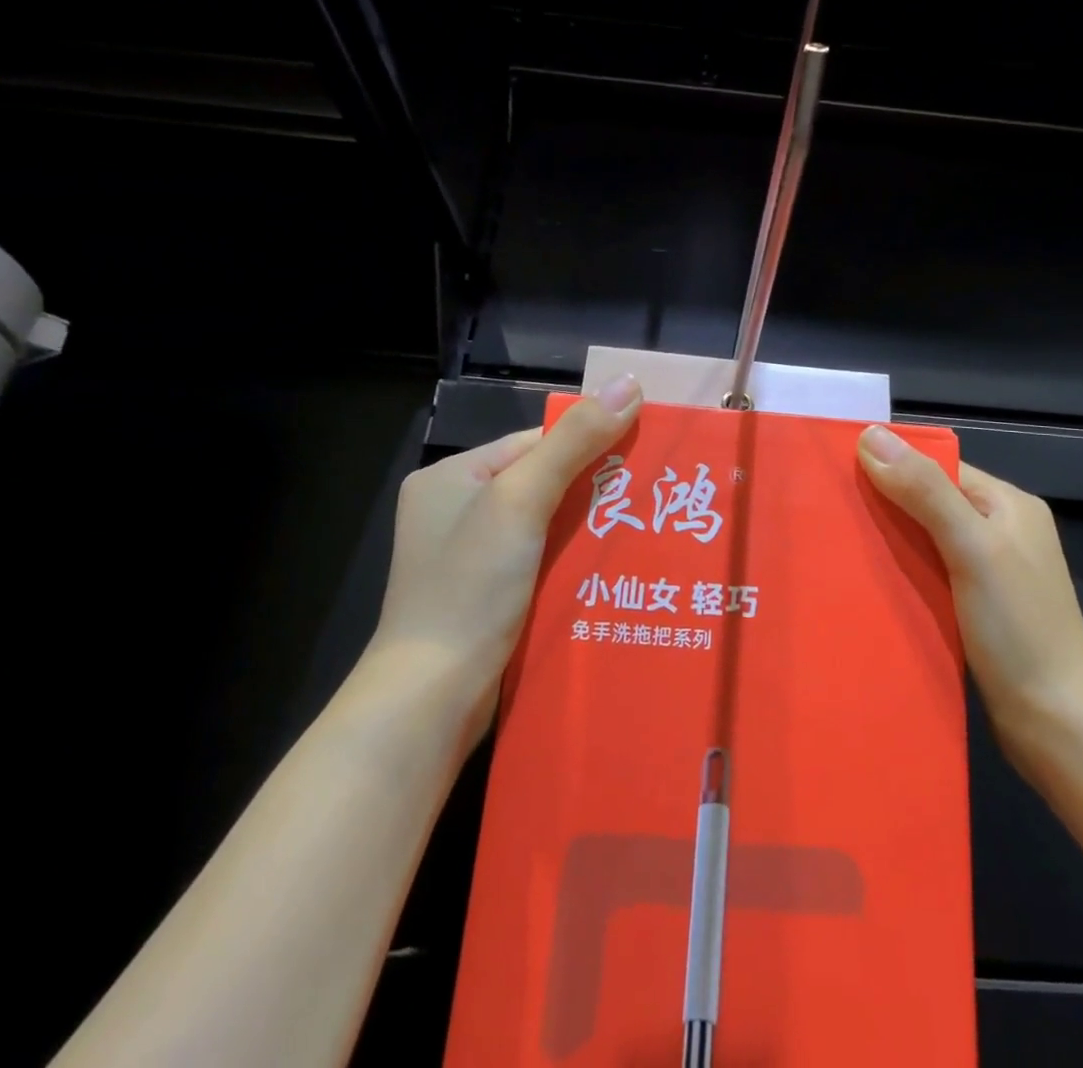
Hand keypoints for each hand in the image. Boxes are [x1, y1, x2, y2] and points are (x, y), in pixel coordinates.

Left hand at [370, 375, 643, 724]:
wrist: (431, 698)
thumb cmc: (470, 586)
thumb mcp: (522, 500)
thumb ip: (576, 442)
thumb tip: (630, 383)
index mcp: (452, 478)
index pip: (533, 445)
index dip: (586, 446)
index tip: (640, 456)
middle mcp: (456, 512)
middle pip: (542, 485)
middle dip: (593, 491)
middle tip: (651, 498)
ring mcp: (470, 559)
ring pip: (546, 528)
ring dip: (587, 530)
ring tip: (645, 531)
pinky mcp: (487, 597)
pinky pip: (540, 563)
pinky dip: (573, 563)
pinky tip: (613, 569)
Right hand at [857, 425, 1082, 740]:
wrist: (1058, 724)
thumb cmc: (1019, 627)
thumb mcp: (971, 546)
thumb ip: (924, 491)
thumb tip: (871, 435)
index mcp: (1007, 505)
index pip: (938, 468)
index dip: (891, 466)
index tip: (838, 474)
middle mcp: (999, 531)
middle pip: (928, 503)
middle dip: (884, 507)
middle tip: (829, 514)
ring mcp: (988, 573)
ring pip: (924, 542)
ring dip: (888, 544)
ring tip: (837, 548)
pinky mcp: (975, 610)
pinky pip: (928, 576)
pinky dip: (901, 576)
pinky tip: (869, 585)